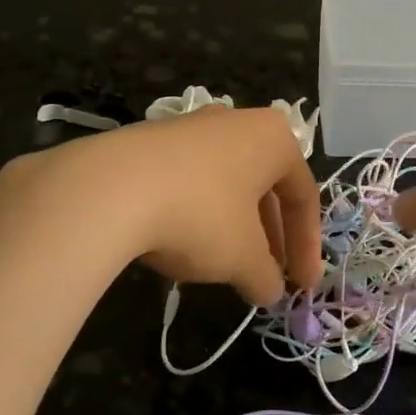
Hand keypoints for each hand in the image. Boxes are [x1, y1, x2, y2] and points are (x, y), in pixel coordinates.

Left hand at [6, 107, 321, 306]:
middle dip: (270, 237)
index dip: (307, 246)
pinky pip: (192, 181)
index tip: (302, 285)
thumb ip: (266, 276)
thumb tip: (270, 291)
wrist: (108, 189)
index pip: (303, 196)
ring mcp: (192, 128)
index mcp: (273, 138)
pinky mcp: (152, 141)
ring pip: (228, 184)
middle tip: (268, 277)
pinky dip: (200, 214)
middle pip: (265, 188)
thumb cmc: (199, 215)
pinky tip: (185, 244)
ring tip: (228, 266)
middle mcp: (236, 123)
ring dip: (235, 228)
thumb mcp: (242, 258)